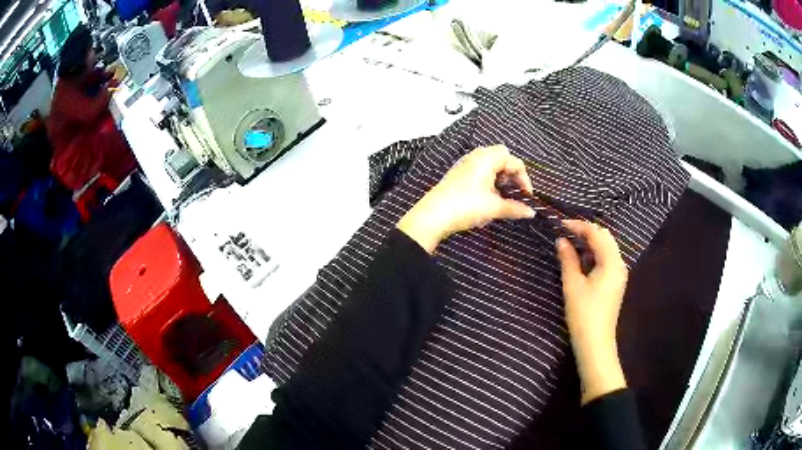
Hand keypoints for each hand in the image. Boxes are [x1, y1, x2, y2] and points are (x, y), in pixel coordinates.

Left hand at [397, 145, 534, 252]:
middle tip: (513, 191)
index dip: (524, 179)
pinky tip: (486, 197)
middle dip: (511, 172)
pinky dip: (488, 178)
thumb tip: (531, 213)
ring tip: (501, 195)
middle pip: (501, 156)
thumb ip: (515, 208)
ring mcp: (464, 164)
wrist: (433, 215)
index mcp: (487, 158)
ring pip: (489, 162)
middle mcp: (476, 156)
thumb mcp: (494, 208)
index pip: (514, 162)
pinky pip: (478, 169)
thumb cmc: (467, 206)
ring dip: (499, 175)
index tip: (527, 197)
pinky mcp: (457, 173)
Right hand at [556, 220, 628, 403]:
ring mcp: (619, 274)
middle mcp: (619, 264)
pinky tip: (582, 259)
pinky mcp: (615, 282)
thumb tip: (561, 240)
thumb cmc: (583, 314)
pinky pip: (607, 259)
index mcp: (611, 262)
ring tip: (571, 243)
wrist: (595, 343)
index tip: (560, 224)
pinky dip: (595, 254)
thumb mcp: (572, 285)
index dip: (579, 226)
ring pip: (607, 248)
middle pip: (605, 237)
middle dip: (587, 231)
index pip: (596, 234)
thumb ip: (568, 259)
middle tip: (566, 232)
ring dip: (591, 242)